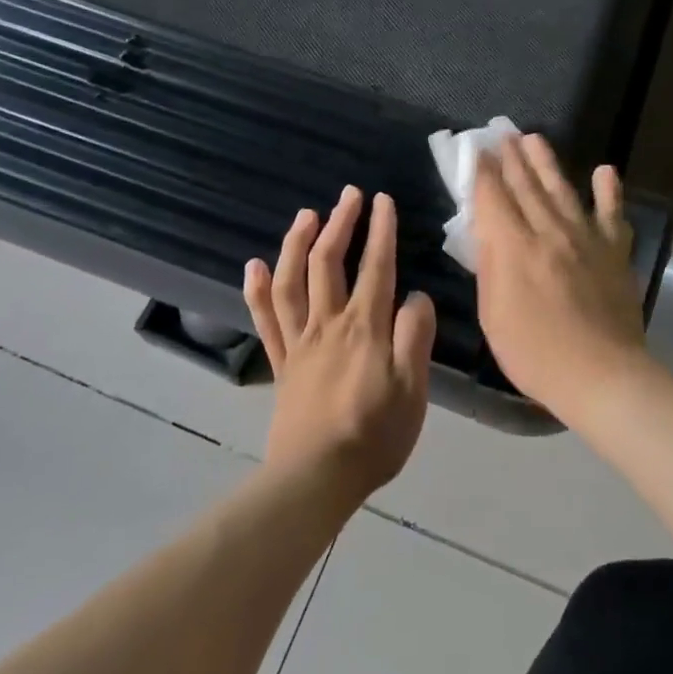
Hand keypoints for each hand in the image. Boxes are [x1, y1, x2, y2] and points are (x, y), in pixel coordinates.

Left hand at [244, 187, 435, 504]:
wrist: (316, 478)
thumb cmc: (374, 436)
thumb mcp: (412, 390)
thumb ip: (415, 338)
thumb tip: (417, 297)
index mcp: (365, 329)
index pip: (376, 268)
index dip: (381, 231)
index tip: (383, 200)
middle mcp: (328, 325)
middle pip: (330, 264)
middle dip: (341, 224)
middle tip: (349, 195)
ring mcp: (298, 342)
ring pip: (292, 282)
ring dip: (297, 244)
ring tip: (306, 214)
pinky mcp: (280, 363)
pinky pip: (265, 320)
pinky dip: (257, 290)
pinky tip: (255, 265)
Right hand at [471, 135, 650, 420]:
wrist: (601, 374)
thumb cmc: (535, 354)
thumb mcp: (493, 315)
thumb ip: (490, 268)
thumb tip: (487, 232)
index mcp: (515, 248)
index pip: (493, 198)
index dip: (482, 172)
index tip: (476, 150)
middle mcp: (550, 231)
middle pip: (526, 186)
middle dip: (511, 158)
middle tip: (503, 133)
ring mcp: (586, 238)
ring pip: (562, 189)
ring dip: (547, 162)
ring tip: (535, 138)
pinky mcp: (615, 251)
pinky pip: (612, 213)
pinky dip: (609, 190)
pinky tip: (604, 170)